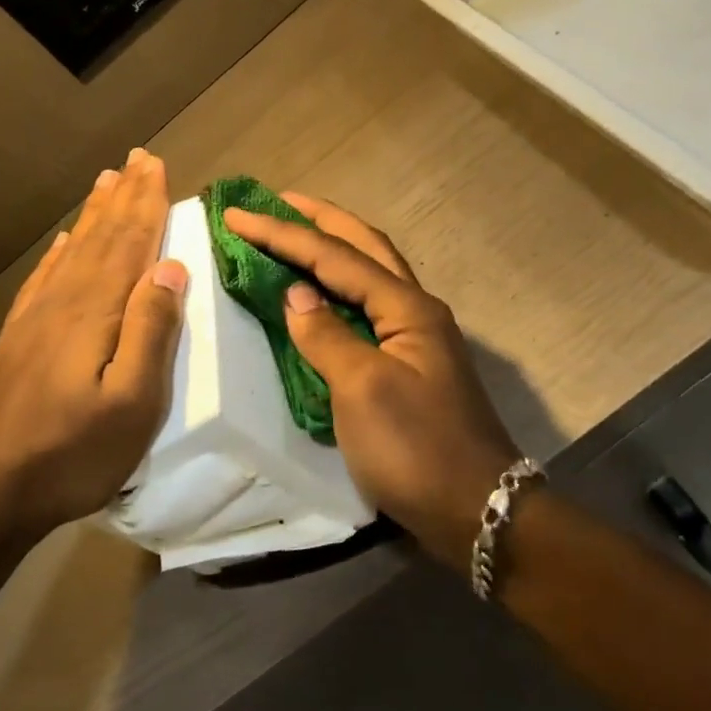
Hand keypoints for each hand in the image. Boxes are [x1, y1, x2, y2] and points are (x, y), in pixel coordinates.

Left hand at [0, 149, 188, 540]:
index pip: (129, 244)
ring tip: (105, 183)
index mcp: (96, 312)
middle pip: (101, 238)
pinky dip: (59, 254)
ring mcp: (36, 319)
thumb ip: (152, 330)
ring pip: (73, 252)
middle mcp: (65, 302)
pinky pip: (44, 280)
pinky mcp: (19, 339)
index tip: (155, 165)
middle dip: (123, 197)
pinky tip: (63, 243)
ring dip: (93, 216)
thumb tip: (169, 267)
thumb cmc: (78, 450)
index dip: (146, 204)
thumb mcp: (134, 400)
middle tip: (136, 159)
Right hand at [222, 194, 518, 568]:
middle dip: (320, 220)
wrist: (474, 508)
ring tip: (296, 233)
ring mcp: (416, 337)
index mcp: (406, 308)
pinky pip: (368, 308)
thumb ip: (326, 336)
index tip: (237, 215)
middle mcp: (415, 310)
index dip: (284, 233)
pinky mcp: (409, 364)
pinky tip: (321, 294)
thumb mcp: (362, 390)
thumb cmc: (415, 448)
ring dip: (333, 248)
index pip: (336, 256)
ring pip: (370, 274)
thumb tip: (296, 295)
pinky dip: (339, 289)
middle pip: (364, 247)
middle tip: (276, 202)